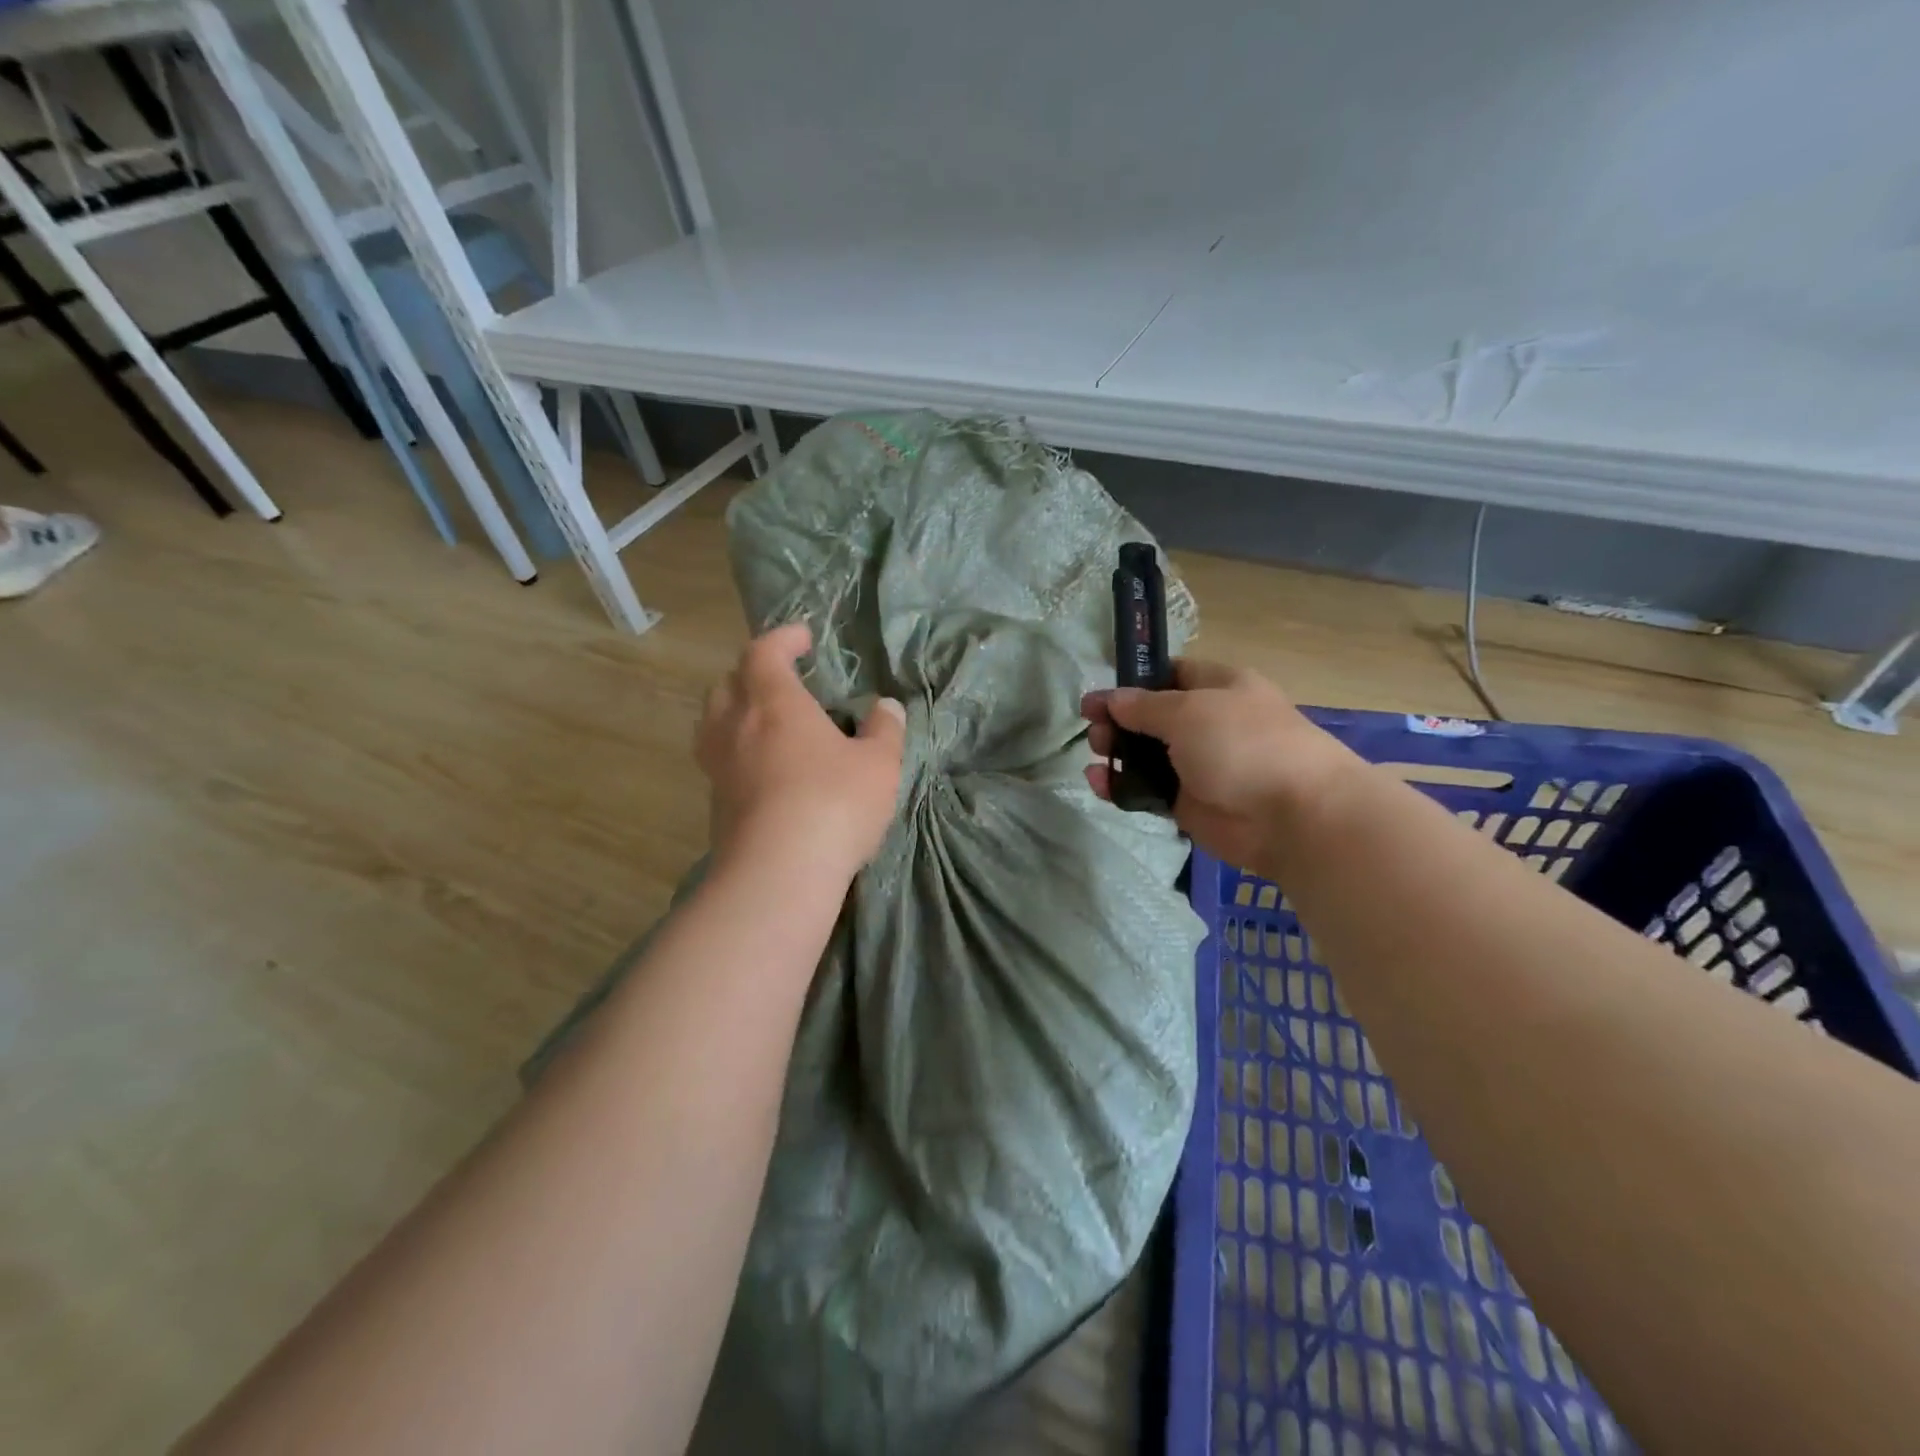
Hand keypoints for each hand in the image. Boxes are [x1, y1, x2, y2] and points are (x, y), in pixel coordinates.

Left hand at [697, 624, 906, 881]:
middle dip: (753, 673)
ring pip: (713, 721)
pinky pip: (718, 759)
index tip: (804, 636)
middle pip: (728, 683)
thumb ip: (885, 730)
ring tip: (764, 722)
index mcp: (774, 702)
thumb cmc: (834, 804)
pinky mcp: (714, 802)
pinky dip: (736, 750)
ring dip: (735, 711)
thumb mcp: (879, 764)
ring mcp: (718, 765)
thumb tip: (887, 707)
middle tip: (782, 680)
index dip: (782, 638)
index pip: (764, 652)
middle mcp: (736, 725)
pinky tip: (761, 770)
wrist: (778, 873)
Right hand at [1082, 659, 1356, 874]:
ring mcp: (1198, 765)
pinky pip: (1147, 790)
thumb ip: (1143, 706)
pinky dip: (1122, 786)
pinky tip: (1099, 783)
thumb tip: (1111, 699)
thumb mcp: (1187, 711)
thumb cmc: (1242, 744)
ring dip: (1116, 753)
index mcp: (1218, 687)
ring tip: (1095, 754)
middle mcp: (1207, 722)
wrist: (1292, 815)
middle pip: (1151, 717)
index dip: (1133, 682)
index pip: (1169, 675)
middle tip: (1094, 730)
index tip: (1099, 696)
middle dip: (1118, 721)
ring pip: (1146, 755)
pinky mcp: (1189, 803)